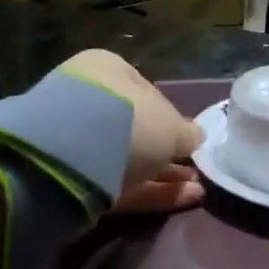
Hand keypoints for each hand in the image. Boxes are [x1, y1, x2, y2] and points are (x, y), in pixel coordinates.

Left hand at [54, 50, 204, 213]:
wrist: (70, 158)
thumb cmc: (129, 121)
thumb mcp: (171, 125)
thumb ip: (186, 132)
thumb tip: (195, 137)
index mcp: (106, 69)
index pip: (144, 89)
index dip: (171, 114)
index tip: (189, 136)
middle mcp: (87, 99)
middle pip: (134, 127)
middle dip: (166, 150)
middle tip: (193, 167)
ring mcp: (75, 141)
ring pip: (128, 159)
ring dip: (163, 174)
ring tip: (197, 187)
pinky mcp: (73, 179)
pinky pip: (119, 183)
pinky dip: (151, 191)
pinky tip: (186, 199)